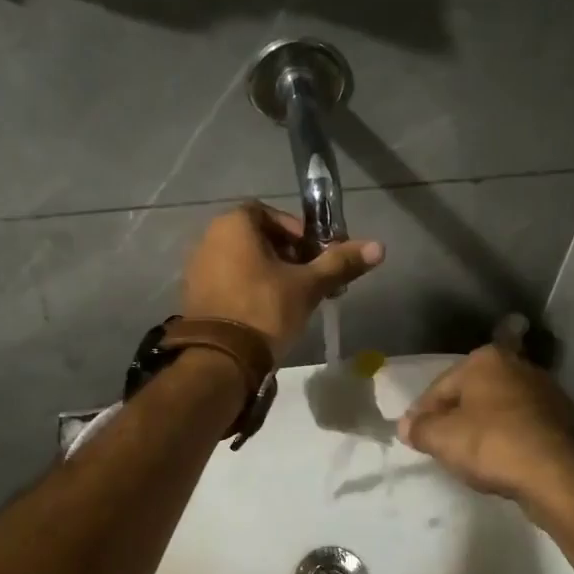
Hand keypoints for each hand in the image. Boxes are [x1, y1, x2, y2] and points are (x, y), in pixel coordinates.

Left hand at [181, 203, 384, 355]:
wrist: (220, 358)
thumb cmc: (265, 309)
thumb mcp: (308, 286)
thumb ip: (340, 263)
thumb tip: (379, 247)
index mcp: (233, 225)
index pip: (270, 214)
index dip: (297, 232)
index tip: (315, 256)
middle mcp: (209, 238)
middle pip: (257, 237)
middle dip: (287, 255)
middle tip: (309, 279)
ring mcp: (197, 268)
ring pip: (243, 261)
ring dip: (269, 273)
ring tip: (292, 299)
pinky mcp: (194, 295)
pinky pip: (228, 281)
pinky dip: (249, 288)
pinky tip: (267, 313)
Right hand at [397, 343, 573, 516]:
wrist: (561, 475)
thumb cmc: (493, 445)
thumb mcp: (442, 439)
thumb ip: (418, 429)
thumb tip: (406, 425)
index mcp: (486, 359)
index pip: (440, 387)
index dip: (422, 414)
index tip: (415, 438)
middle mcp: (518, 366)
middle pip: (471, 395)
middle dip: (455, 419)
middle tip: (441, 447)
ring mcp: (546, 392)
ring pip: (498, 411)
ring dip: (482, 430)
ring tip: (471, 459)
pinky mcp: (564, 420)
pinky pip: (522, 428)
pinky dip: (509, 441)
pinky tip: (502, 463)